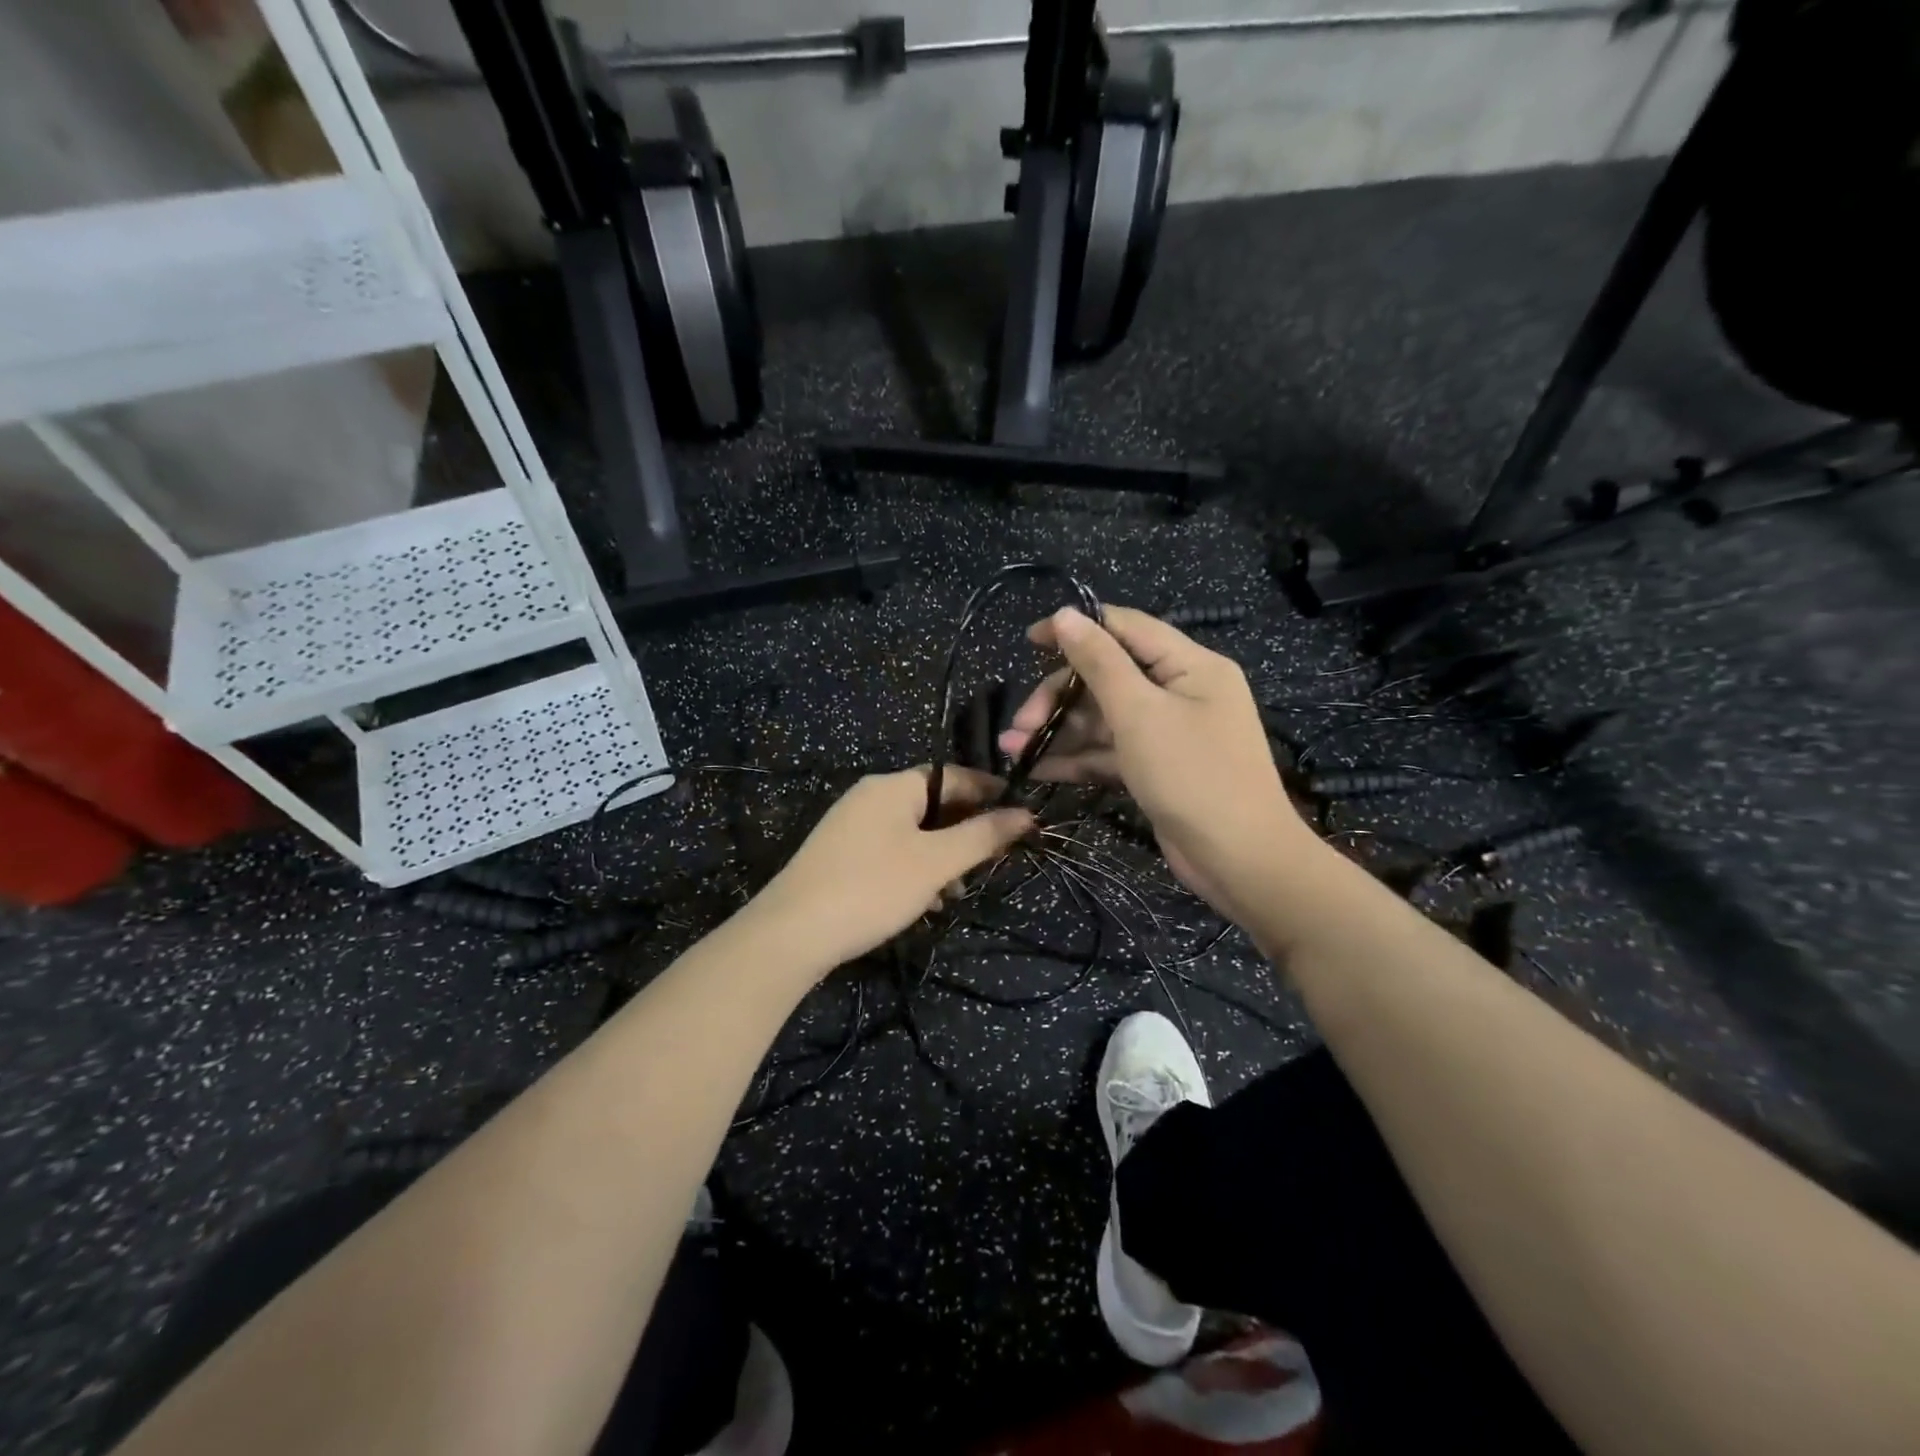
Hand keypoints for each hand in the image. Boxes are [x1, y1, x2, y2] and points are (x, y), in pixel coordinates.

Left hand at [749, 766, 1033, 970]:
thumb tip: (1027, 814)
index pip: (955, 776)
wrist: (791, 932)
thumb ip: (983, 836)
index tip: (1022, 818)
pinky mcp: (841, 854)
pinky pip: (891, 850)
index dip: (991, 794)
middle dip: (965, 832)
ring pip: (913, 831)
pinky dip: (915, 869)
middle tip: (992, 862)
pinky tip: (924, 902)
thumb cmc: (872, 887)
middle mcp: (871, 796)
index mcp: (893, 786)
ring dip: (941, 857)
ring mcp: (852, 825)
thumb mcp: (936, 863)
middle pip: (934, 804)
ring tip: (956, 892)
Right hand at [1000, 606, 1318, 925]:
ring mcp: (1168, 733)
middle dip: (1059, 697)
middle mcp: (1180, 691)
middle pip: (1108, 677)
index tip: (1029, 640)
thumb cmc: (1192, 775)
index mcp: (1189, 665)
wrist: (1240, 860)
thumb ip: (1099, 662)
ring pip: (1104, 718)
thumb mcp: (1139, 713)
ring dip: (1060, 731)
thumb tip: (1066, 614)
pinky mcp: (1157, 768)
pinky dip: (1079, 759)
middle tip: (1021, 725)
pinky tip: (1039, 770)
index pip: (1124, 628)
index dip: (1076, 628)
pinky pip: (1112, 751)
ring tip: (1014, 750)